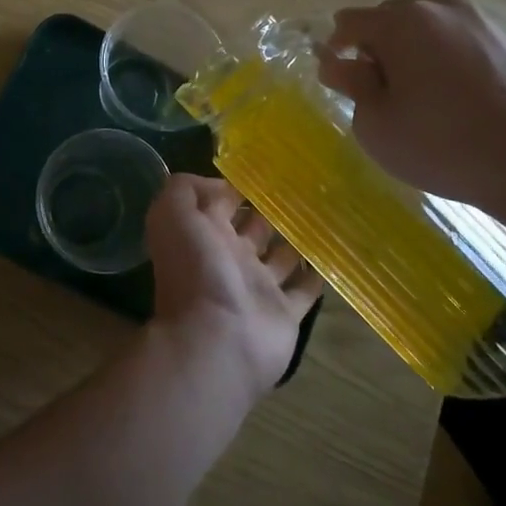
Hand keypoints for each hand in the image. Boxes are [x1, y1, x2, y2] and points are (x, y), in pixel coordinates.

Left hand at [145, 175, 321, 397]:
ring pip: (281, 256)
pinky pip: (304, 290)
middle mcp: (230, 258)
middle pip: (254, 227)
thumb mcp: (172, 216)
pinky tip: (333, 252)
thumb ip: (185, 190)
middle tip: (302, 187)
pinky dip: (316, 274)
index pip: (221, 202)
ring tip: (322, 213)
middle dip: (271, 209)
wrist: (218, 340)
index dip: (238, 185)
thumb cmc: (196, 272)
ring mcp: (258, 287)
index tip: (268, 165)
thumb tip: (219, 184)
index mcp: (204, 235)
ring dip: (296, 239)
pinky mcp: (284, 313)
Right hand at [315, 0, 505, 218]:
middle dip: (374, 51)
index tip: (345, 88)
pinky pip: (453, 41)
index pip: (348, 23)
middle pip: (387, 19)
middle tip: (381, 99)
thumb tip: (336, 62)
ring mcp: (478, 21)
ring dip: (409, 55)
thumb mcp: (377, 124)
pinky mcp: (505, 40)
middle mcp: (440, 7)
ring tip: (420, 101)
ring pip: (422, 29)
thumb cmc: (445, 146)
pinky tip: (453, 101)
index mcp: (402, 22)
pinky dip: (440, 61)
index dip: (336, 52)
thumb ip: (351, 84)